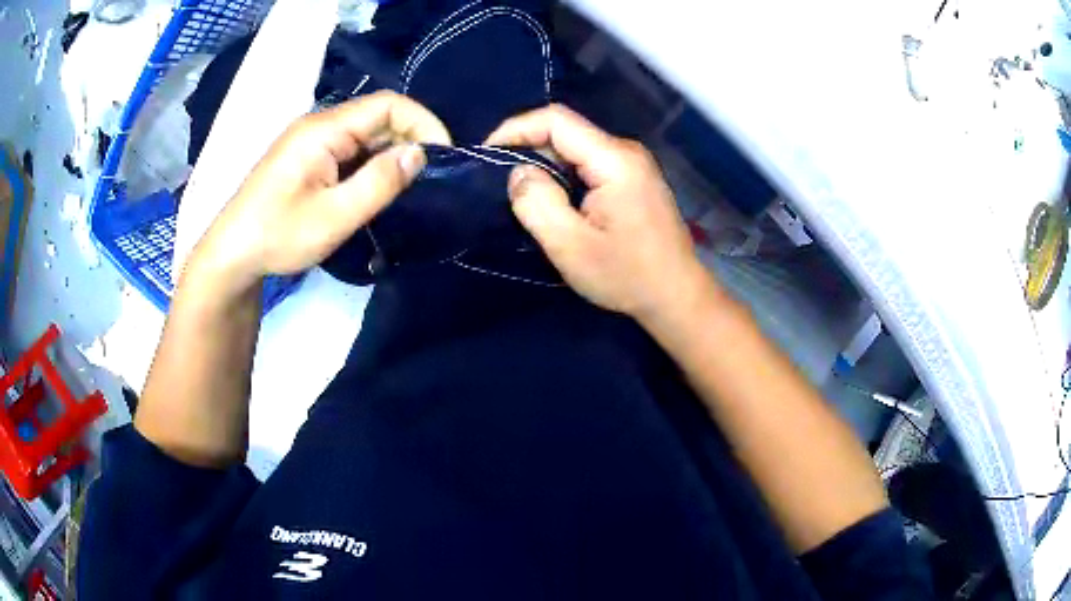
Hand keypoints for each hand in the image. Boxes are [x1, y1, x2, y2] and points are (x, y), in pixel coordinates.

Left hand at [188, 91, 450, 293]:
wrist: (232, 254)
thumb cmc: (278, 236)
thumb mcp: (334, 216)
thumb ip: (379, 182)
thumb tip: (420, 155)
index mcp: (323, 129)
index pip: (387, 105)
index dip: (422, 122)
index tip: (443, 155)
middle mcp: (319, 125)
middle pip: (377, 116)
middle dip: (410, 139)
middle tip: (430, 177)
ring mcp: (311, 141)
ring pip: (365, 134)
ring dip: (391, 154)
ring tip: (409, 186)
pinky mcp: (308, 157)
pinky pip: (350, 149)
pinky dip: (371, 164)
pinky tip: (378, 188)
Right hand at [486, 104, 714, 320]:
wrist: (676, 296)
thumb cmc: (627, 276)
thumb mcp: (571, 246)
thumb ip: (538, 204)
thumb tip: (518, 172)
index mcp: (614, 160)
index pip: (557, 120)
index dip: (516, 128)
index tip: (487, 154)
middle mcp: (625, 152)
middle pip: (566, 132)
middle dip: (527, 149)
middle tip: (500, 183)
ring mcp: (632, 165)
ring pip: (576, 149)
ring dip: (544, 165)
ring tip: (521, 194)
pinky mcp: (633, 180)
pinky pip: (588, 165)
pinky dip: (563, 176)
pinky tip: (552, 201)